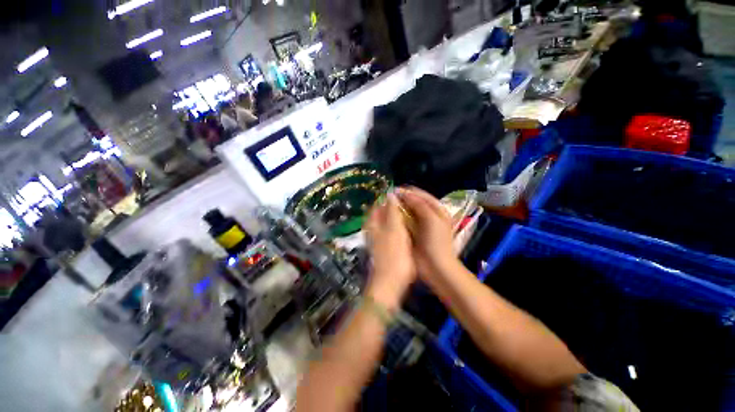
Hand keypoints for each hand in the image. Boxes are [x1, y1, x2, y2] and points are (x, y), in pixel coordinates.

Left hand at [363, 193, 415, 310]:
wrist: (392, 281)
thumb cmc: (394, 253)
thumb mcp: (394, 228)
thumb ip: (392, 210)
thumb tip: (390, 193)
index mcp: (373, 223)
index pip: (378, 205)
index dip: (388, 199)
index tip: (403, 196)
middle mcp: (374, 229)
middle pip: (383, 213)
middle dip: (395, 208)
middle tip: (410, 204)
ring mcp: (380, 238)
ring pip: (389, 222)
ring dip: (399, 217)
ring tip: (412, 213)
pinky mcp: (388, 247)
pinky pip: (394, 232)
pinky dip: (401, 228)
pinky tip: (411, 228)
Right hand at [396, 187, 458, 282]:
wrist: (436, 266)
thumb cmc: (437, 241)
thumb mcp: (432, 219)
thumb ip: (420, 205)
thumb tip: (405, 194)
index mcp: (436, 210)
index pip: (422, 195)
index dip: (409, 192)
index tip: (395, 190)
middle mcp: (428, 215)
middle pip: (414, 202)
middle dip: (403, 199)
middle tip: (389, 197)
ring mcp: (420, 224)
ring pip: (408, 212)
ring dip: (399, 208)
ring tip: (387, 205)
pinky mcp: (412, 233)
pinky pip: (404, 222)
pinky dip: (397, 218)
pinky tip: (389, 216)